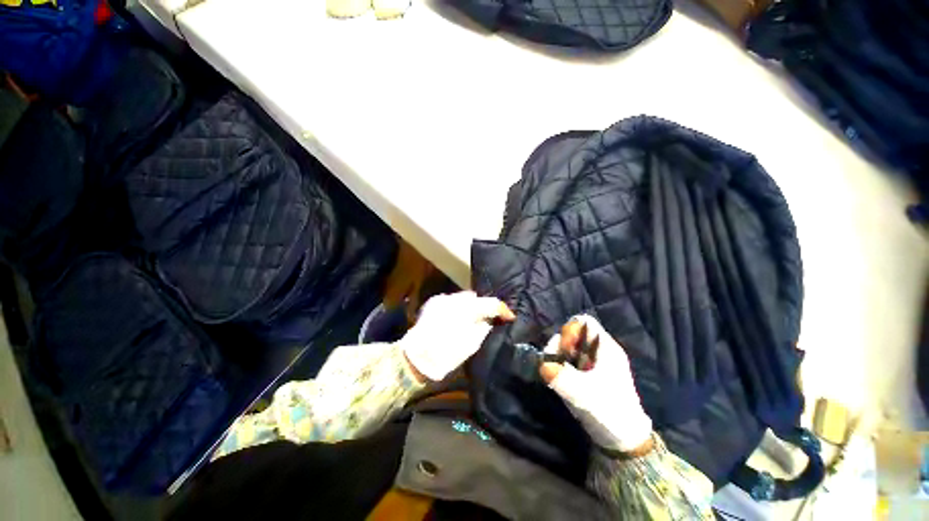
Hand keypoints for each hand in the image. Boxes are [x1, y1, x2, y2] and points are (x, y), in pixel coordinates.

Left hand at [401, 291, 514, 381]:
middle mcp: (454, 299)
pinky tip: (457, 318)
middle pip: (476, 298)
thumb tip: (490, 320)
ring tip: (473, 318)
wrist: (415, 359)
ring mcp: (442, 299)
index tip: (510, 316)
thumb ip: (484, 328)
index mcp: (466, 310)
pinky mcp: (433, 302)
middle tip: (489, 318)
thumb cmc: (445, 356)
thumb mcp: (472, 345)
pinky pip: (452, 301)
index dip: (502, 309)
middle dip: (483, 306)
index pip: (491, 303)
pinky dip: (457, 307)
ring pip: (464, 298)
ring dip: (470, 306)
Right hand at [540, 315, 652, 454]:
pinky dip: (561, 366)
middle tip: (558, 362)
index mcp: (605, 347)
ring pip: (569, 347)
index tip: (565, 348)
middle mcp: (598, 350)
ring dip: (559, 356)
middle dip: (561, 345)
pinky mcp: (587, 374)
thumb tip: (543, 365)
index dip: (570, 329)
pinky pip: (569, 360)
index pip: (584, 322)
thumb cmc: (609, 411)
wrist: (623, 440)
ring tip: (557, 373)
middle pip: (573, 333)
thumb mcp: (584, 394)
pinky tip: (560, 379)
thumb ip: (562, 378)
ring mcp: (593, 362)